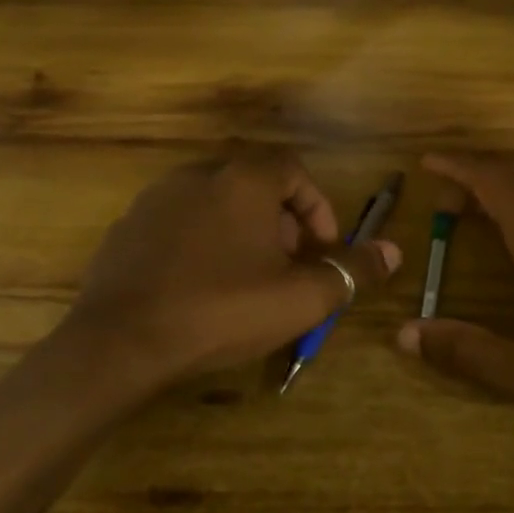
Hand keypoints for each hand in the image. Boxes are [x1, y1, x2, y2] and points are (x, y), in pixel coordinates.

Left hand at [60, 145, 400, 392]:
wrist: (120, 342)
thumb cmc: (221, 310)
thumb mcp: (301, 297)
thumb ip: (351, 270)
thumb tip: (394, 251)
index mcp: (243, 179)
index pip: (294, 170)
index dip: (318, 208)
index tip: (322, 250)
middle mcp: (198, 174)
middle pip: (256, 185)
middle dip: (283, 224)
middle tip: (290, 269)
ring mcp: (155, 199)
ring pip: (217, 204)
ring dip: (244, 234)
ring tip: (249, 281)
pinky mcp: (127, 228)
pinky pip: (181, 224)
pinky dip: (203, 244)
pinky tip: (201, 288)